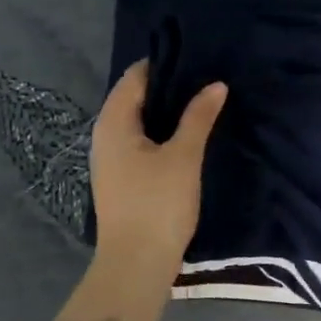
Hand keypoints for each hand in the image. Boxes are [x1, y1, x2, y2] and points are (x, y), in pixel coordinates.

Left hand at [90, 59, 226, 273]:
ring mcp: (111, 160)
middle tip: (205, 78)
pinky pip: (141, 142)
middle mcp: (105, 136)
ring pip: (138, 123)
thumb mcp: (183, 156)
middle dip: (167, 88)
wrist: (137, 262)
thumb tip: (216, 85)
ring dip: (166, 112)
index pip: (134, 78)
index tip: (195, 57)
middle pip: (134, 99)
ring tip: (202, 103)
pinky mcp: (122, 180)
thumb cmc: (158, 204)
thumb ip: (199, 117)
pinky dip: (162, 133)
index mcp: (113, 124)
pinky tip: (187, 138)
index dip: (163, 65)